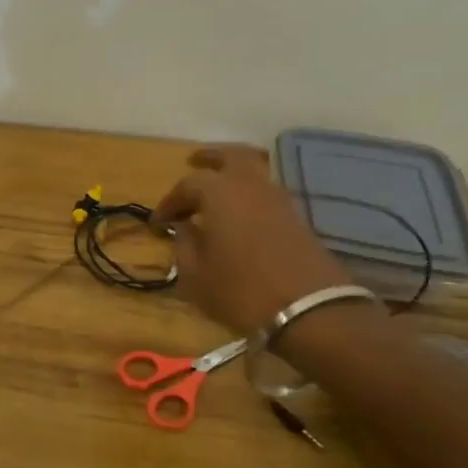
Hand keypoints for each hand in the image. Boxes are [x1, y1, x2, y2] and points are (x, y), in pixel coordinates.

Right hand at [153, 146, 354, 334]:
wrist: (309, 311)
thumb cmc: (240, 291)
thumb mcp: (195, 275)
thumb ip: (184, 245)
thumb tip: (184, 229)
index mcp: (219, 193)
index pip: (187, 184)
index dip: (169, 202)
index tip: (159, 223)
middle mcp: (250, 186)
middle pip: (232, 156)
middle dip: (210, 157)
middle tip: (193, 161)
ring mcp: (279, 200)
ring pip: (254, 171)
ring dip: (233, 174)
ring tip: (217, 192)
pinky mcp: (297, 218)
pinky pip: (267, 192)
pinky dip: (250, 194)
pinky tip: (239, 214)